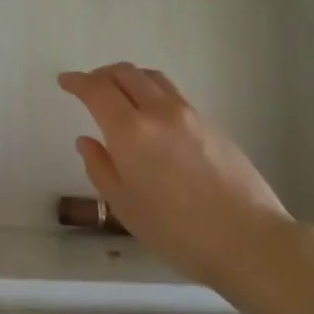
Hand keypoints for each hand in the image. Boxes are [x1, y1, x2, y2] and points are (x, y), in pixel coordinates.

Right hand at [59, 63, 292, 290]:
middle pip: (126, 73)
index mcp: (131, 131)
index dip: (77, 82)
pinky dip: (152, 92)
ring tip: (120, 94)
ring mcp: (190, 115)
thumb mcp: (126, 207)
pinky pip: (173, 94)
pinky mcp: (212, 124)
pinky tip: (152, 117)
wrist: (249, 240)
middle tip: (89, 86)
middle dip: (102, 74)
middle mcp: (159, 112)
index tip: (65, 81)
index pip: (97, 90)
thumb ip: (101, 168)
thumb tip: (88, 141)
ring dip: (129, 77)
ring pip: (153, 78)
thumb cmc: (178, 232)